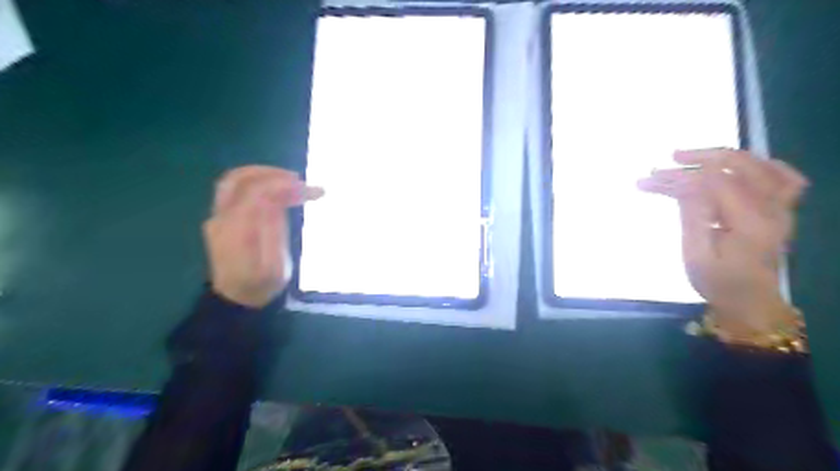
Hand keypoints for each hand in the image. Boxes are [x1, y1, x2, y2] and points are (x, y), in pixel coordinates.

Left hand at [203, 166, 323, 308]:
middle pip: (239, 179)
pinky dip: (258, 184)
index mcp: (236, 231)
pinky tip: (277, 193)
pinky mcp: (222, 218)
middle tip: (299, 179)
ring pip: (234, 181)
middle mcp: (221, 218)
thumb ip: (274, 230)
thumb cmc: (262, 285)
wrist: (236, 300)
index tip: (310, 190)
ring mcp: (217, 217)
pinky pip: (236, 191)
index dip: (284, 184)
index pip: (256, 192)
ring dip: (263, 176)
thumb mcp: (276, 266)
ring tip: (290, 182)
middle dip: (271, 173)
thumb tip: (277, 199)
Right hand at [645, 148, 805, 332]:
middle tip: (668, 161)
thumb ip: (693, 217)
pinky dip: (762, 164)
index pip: (713, 183)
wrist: (751, 303)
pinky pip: (784, 178)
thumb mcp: (696, 255)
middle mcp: (771, 209)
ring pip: (758, 166)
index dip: (680, 176)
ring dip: (723, 157)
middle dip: (699, 158)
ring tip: (693, 157)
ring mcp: (781, 209)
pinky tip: (740, 164)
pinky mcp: (781, 211)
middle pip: (737, 167)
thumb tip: (684, 185)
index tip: (650, 180)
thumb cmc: (718, 283)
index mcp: (748, 223)